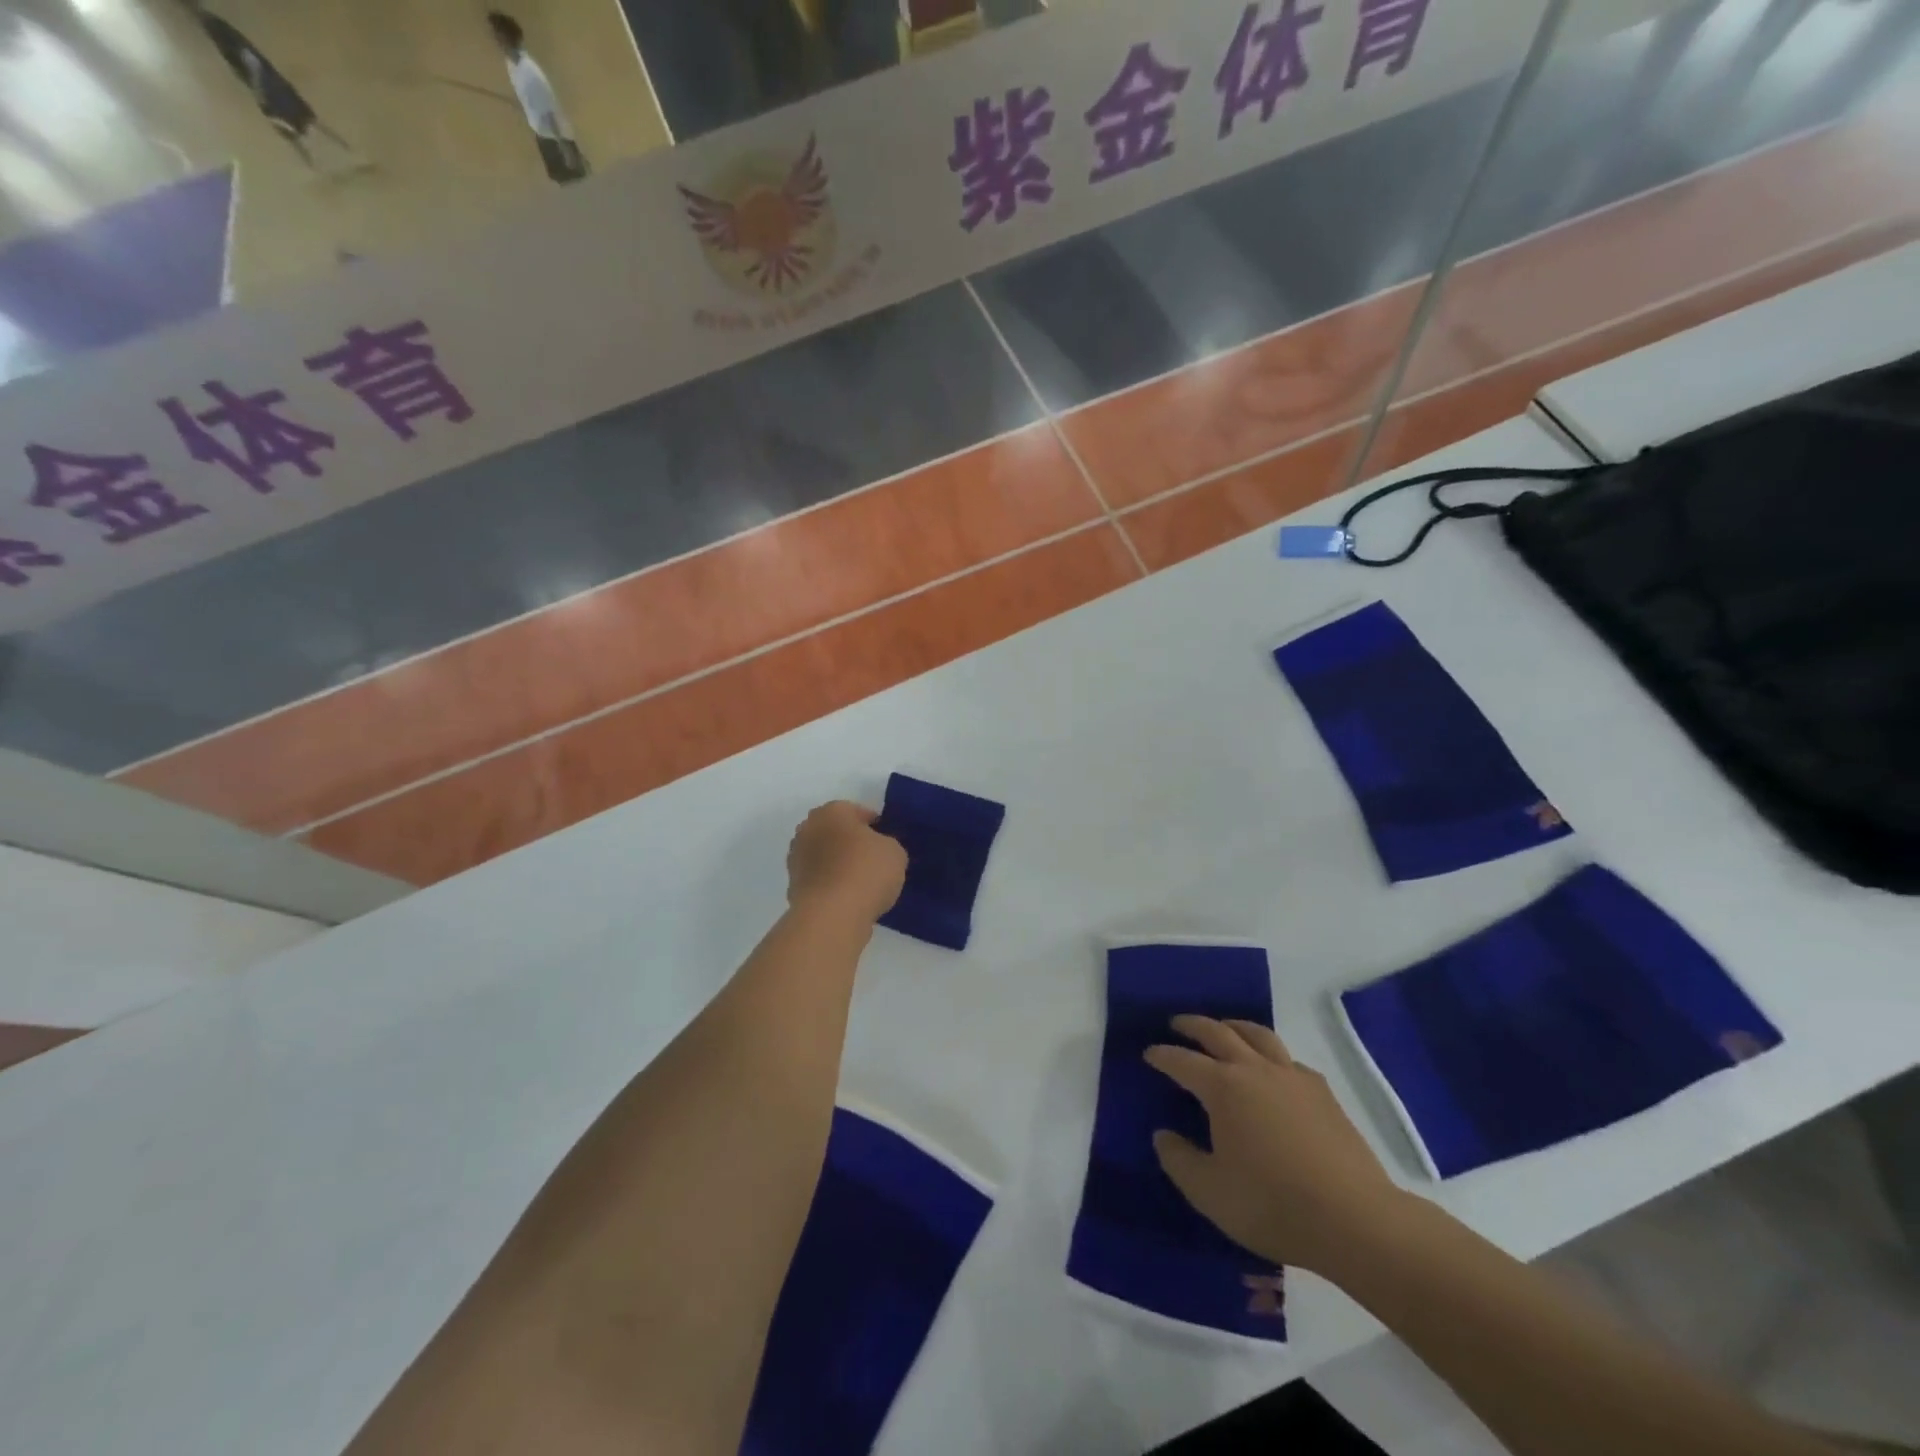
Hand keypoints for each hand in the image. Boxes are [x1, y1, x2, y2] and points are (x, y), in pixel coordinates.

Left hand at [785, 801, 905, 924]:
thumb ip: (887, 845)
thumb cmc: (866, 872)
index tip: (887, 841)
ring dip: (838, 864)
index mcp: (832, 811)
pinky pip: (819, 880)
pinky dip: (830, 885)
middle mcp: (808, 829)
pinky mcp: (792, 886)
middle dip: (851, 843)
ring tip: (861, 883)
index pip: (857, 812)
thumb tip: (877, 851)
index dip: (875, 826)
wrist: (831, 915)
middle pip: (835, 832)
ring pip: (824, 856)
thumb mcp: (895, 852)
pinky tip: (848, 899)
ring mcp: (796, 859)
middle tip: (873, 860)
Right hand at [1146, 1016, 1403, 1275]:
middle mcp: (1255, 1070)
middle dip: (1193, 1025)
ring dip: (1234, 1026)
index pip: (1183, 1061)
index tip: (1149, 1054)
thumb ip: (1179, 1160)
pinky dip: (1270, 1054)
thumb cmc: (1273, 1204)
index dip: (1163, 1055)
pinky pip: (1288, 1059)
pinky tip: (1271, 1070)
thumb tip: (1163, 1135)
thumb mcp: (1209, 1192)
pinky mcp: (1322, 1093)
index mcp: (1223, 1088)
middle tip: (1177, 1024)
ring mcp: (1292, 1077)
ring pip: (1258, 1034)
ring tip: (1224, 1028)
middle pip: (1218, 1032)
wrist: (1355, 1219)